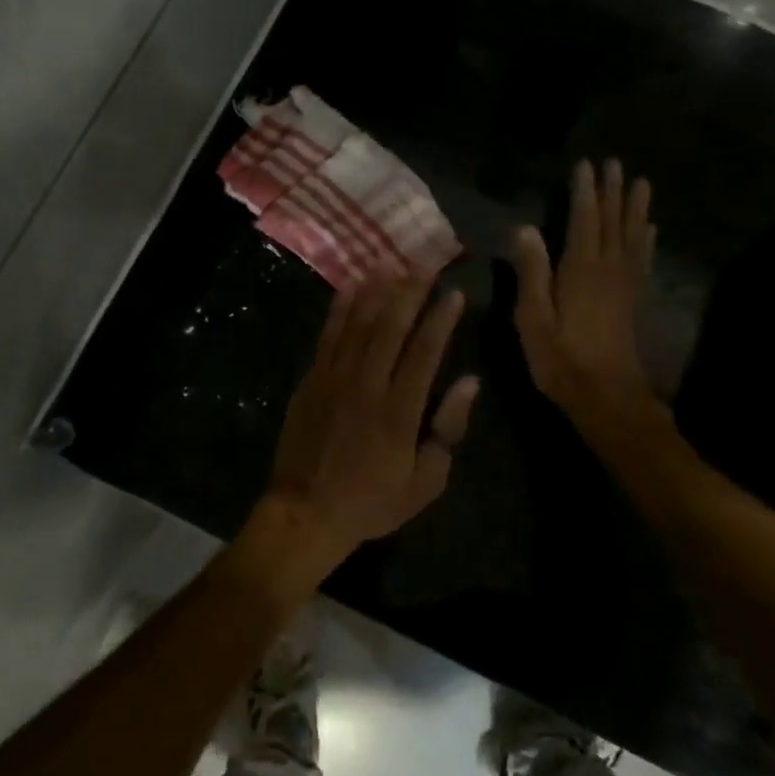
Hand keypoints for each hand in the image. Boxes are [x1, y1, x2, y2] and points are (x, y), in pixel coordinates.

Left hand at [246, 278, 478, 590]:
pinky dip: (340, 309)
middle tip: (425, 263)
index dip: (441, 319)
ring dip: (376, 291)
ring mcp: (334, 379)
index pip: (425, 352)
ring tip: (392, 263)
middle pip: (391, 327)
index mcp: (399, 411)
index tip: (454, 293)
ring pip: (358, 323)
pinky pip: (328, 335)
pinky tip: (351, 287)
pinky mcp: (312, 380)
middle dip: (410, 291)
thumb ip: (447, 429)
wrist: (305, 512)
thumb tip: (469, 383)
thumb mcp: (424, 482)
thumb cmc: (371, 502)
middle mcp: (367, 385)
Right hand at [512, 159, 659, 430]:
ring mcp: (624, 284)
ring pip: (632, 236)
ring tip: (641, 183)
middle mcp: (607, 269)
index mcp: (580, 269)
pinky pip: (641, 260)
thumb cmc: (560, 358)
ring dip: (635, 208)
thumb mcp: (533, 317)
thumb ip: (531, 271)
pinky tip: (649, 230)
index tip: (586, 165)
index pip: (583, 220)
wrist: (606, 396)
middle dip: (612, 191)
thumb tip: (525, 227)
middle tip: (615, 163)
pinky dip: (645, 240)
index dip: (584, 192)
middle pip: (612, 222)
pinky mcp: (632, 300)